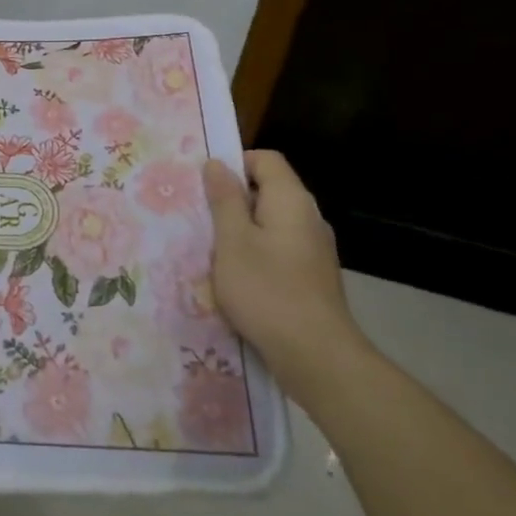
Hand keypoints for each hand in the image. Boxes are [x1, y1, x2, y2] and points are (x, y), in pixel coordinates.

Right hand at [201, 151, 368, 404]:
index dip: (234, 164)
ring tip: (211, 251)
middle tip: (199, 219)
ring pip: (270, 224)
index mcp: (291, 201)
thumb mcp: (232, 241)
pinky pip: (278, 250)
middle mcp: (308, 218)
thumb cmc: (266, 290)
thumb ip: (225, 200)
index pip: (265, 160)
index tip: (205, 186)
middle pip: (268, 191)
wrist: (316, 355)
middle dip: (232, 201)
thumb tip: (217, 164)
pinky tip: (235, 279)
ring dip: (240, 231)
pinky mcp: (312, 276)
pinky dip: (255, 255)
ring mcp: (314, 249)